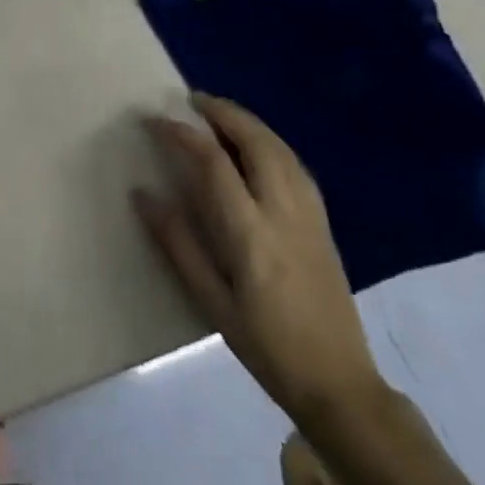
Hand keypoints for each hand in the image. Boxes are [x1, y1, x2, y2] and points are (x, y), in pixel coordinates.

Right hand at [135, 94, 383, 425]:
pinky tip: (257, 146)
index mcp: (252, 233)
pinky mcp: (324, 223)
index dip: (182, 134)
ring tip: (220, 113)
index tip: (156, 121)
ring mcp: (310, 215)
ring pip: (281, 149)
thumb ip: (178, 244)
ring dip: (249, 122)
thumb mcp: (212, 302)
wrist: (340, 384)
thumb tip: (144, 194)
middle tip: (193, 100)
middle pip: (256, 142)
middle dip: (224, 113)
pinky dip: (270, 142)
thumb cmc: (267, 346)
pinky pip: (295, 165)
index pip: (213, 163)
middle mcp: (284, 212)